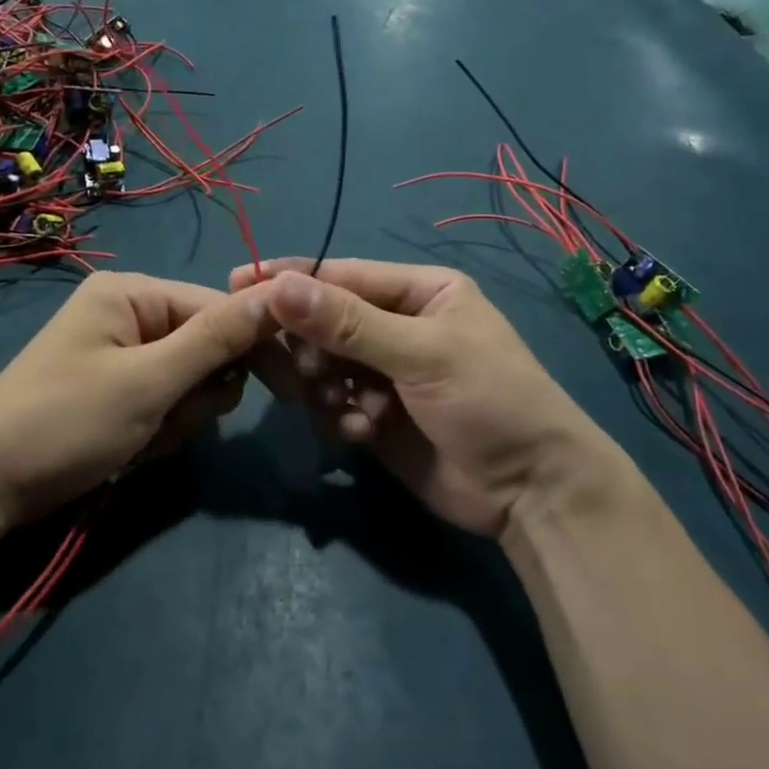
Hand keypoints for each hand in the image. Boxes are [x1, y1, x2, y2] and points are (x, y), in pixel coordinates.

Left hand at [0, 272, 272, 527]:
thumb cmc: (66, 422)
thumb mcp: (148, 381)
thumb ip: (217, 338)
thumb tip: (282, 291)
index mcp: (133, 293)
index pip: (220, 308)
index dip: (256, 347)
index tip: (292, 390)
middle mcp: (129, 313)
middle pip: (207, 346)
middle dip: (200, 392)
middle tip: (170, 421)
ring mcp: (120, 353)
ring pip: (191, 381)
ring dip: (180, 416)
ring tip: (141, 438)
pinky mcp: (116, 389)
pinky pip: (165, 401)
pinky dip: (160, 428)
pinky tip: (130, 447)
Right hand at [232, 258, 619, 537]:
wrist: (531, 492)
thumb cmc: (489, 400)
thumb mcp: (422, 354)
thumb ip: (348, 322)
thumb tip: (277, 286)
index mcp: (420, 291)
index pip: (342, 275)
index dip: (292, 280)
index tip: (238, 282)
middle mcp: (398, 325)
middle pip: (325, 320)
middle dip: (311, 346)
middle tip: (309, 370)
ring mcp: (384, 372)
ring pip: (322, 364)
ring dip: (324, 385)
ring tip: (345, 407)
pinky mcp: (374, 415)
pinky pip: (331, 403)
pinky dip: (338, 416)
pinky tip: (362, 433)